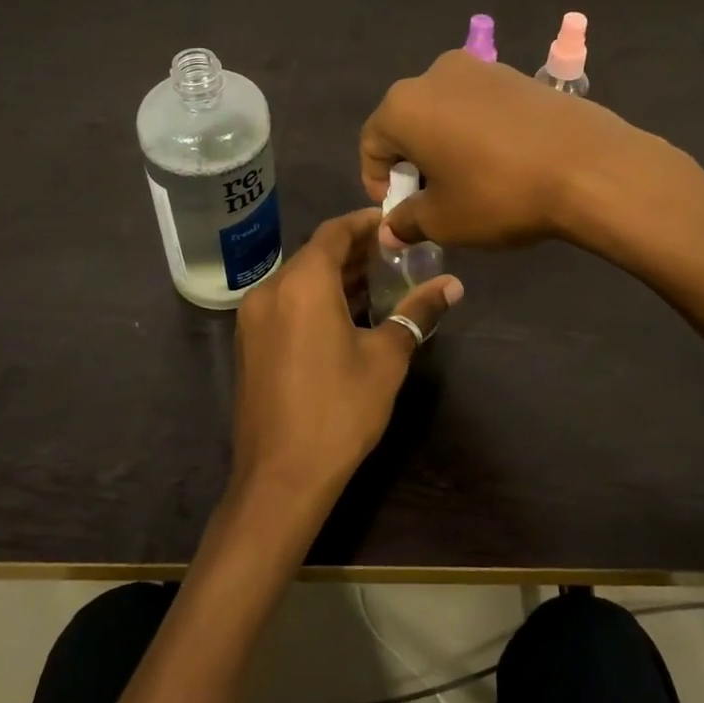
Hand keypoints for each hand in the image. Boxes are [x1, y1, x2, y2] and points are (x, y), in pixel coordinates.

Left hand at [229, 209, 461, 517]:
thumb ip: (417, 313)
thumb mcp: (386, 358)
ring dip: (336, 276)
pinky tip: (347, 315)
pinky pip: (286, 303)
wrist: (280, 479)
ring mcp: (254, 318)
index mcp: (302, 283)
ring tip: (379, 282)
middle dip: (354, 251)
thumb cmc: (339, 411)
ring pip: (299, 279)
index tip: (394, 223)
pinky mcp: (250, 343)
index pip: (334, 232)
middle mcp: (270, 290)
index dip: (365, 223)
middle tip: (394, 254)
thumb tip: (452, 285)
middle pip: (315, 254)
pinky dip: (316, 298)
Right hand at [359, 50, 694, 251]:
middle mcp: (433, 75)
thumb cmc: (499, 193)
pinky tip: (500, 162)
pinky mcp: (514, 73)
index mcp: (403, 105)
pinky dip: (474, 131)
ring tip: (469, 182)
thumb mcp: (445, 221)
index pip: (371, 144)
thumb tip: (390, 229)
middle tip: (434, 200)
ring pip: (443, 111)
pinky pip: (477, 105)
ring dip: (444, 145)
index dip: (379, 183)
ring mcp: (478, 68)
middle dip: (413, 162)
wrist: (588, 165)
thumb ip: (407, 222)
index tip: (401, 213)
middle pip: (406, 122)